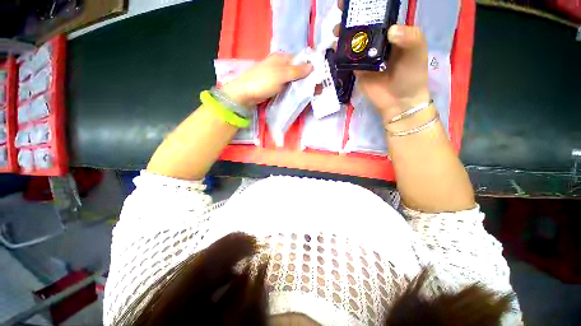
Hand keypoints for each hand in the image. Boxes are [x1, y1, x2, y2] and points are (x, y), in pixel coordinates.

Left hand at [221, 53, 312, 106]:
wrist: (245, 94)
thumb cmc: (262, 82)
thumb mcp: (281, 75)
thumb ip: (296, 71)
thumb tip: (312, 66)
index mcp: (281, 57)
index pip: (299, 59)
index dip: (309, 67)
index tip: (317, 77)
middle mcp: (279, 65)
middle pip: (296, 70)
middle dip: (305, 78)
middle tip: (314, 88)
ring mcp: (276, 75)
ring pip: (291, 79)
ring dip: (299, 85)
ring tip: (308, 92)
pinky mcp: (273, 85)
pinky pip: (286, 86)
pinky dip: (292, 89)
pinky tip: (297, 95)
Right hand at [334, 1, 429, 122]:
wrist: (399, 100)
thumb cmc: (411, 74)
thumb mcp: (417, 52)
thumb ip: (409, 37)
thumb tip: (391, 30)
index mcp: (392, 33)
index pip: (379, 15)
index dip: (368, 5)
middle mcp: (377, 42)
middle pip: (362, 26)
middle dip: (351, 18)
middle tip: (341, 10)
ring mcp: (366, 57)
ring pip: (352, 41)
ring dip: (343, 34)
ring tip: (336, 31)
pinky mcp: (357, 70)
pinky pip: (348, 59)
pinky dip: (341, 53)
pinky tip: (335, 48)